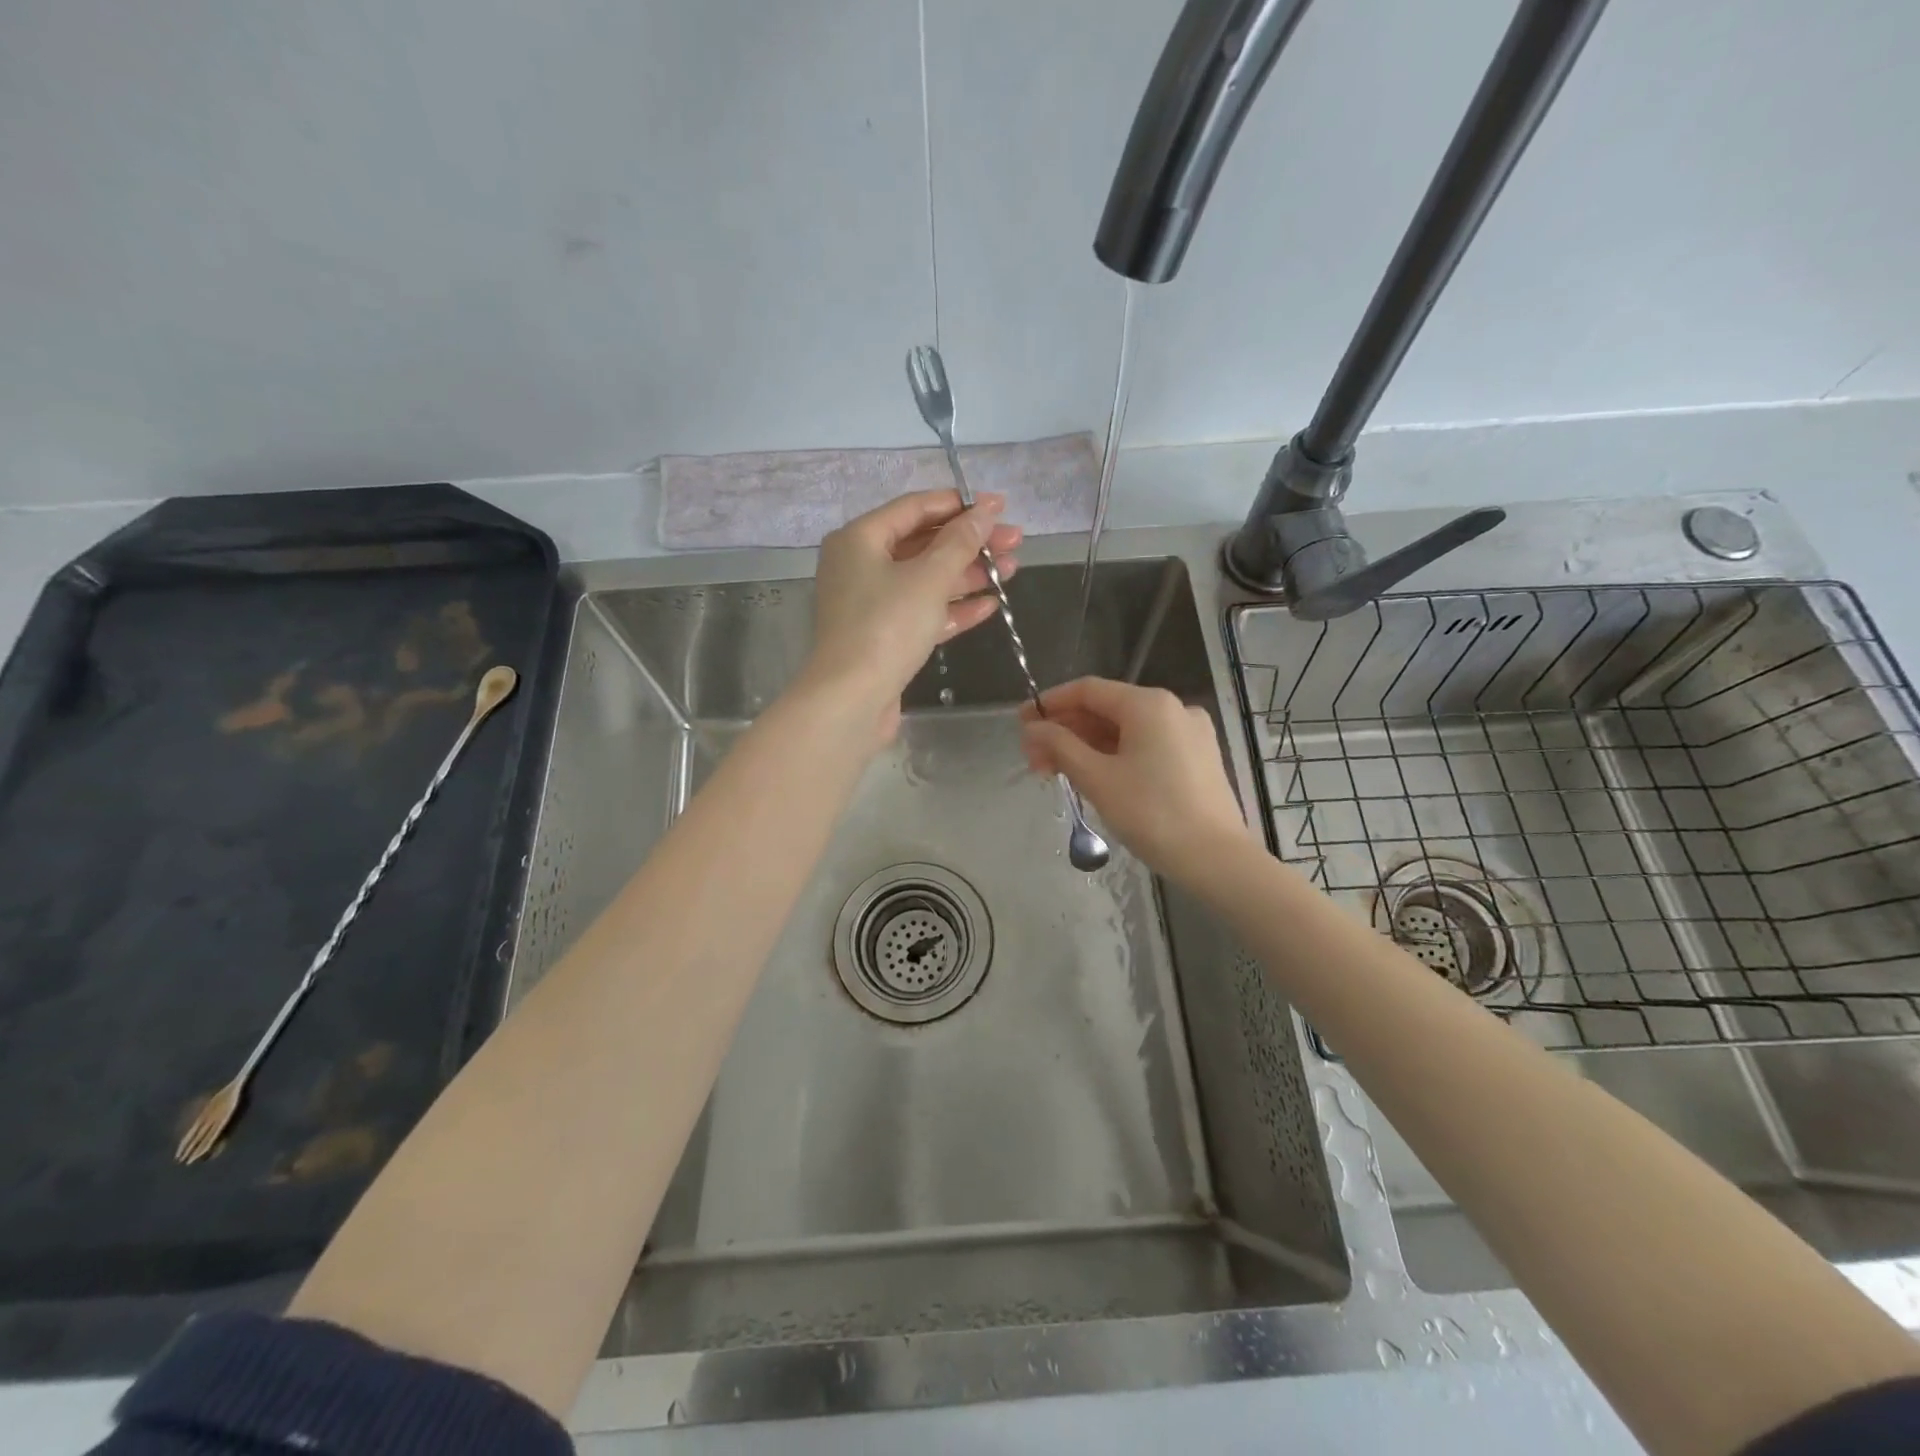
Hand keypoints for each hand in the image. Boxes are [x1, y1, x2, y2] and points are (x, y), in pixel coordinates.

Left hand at [803, 490, 1021, 743]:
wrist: (851, 699)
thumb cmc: (886, 627)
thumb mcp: (928, 578)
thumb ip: (960, 542)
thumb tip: (986, 511)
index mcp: (860, 539)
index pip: (914, 508)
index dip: (959, 504)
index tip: (999, 505)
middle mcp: (861, 566)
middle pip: (923, 544)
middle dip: (970, 542)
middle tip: (1014, 540)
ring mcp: (871, 604)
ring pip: (926, 580)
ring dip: (968, 574)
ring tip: (1011, 568)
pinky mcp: (884, 637)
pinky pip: (923, 612)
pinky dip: (953, 607)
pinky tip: (990, 605)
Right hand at [1020, 677, 1251, 885]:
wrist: (1215, 859)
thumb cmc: (1151, 813)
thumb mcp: (1097, 778)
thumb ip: (1060, 746)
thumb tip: (1033, 728)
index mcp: (1148, 704)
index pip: (1087, 690)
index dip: (1050, 703)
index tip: (1021, 722)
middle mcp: (1172, 708)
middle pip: (1106, 709)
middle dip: (1066, 731)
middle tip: (1034, 759)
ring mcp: (1189, 733)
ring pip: (1125, 730)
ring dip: (1087, 746)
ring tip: (1056, 772)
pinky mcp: (1197, 758)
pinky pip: (1146, 745)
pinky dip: (1115, 755)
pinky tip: (1094, 776)